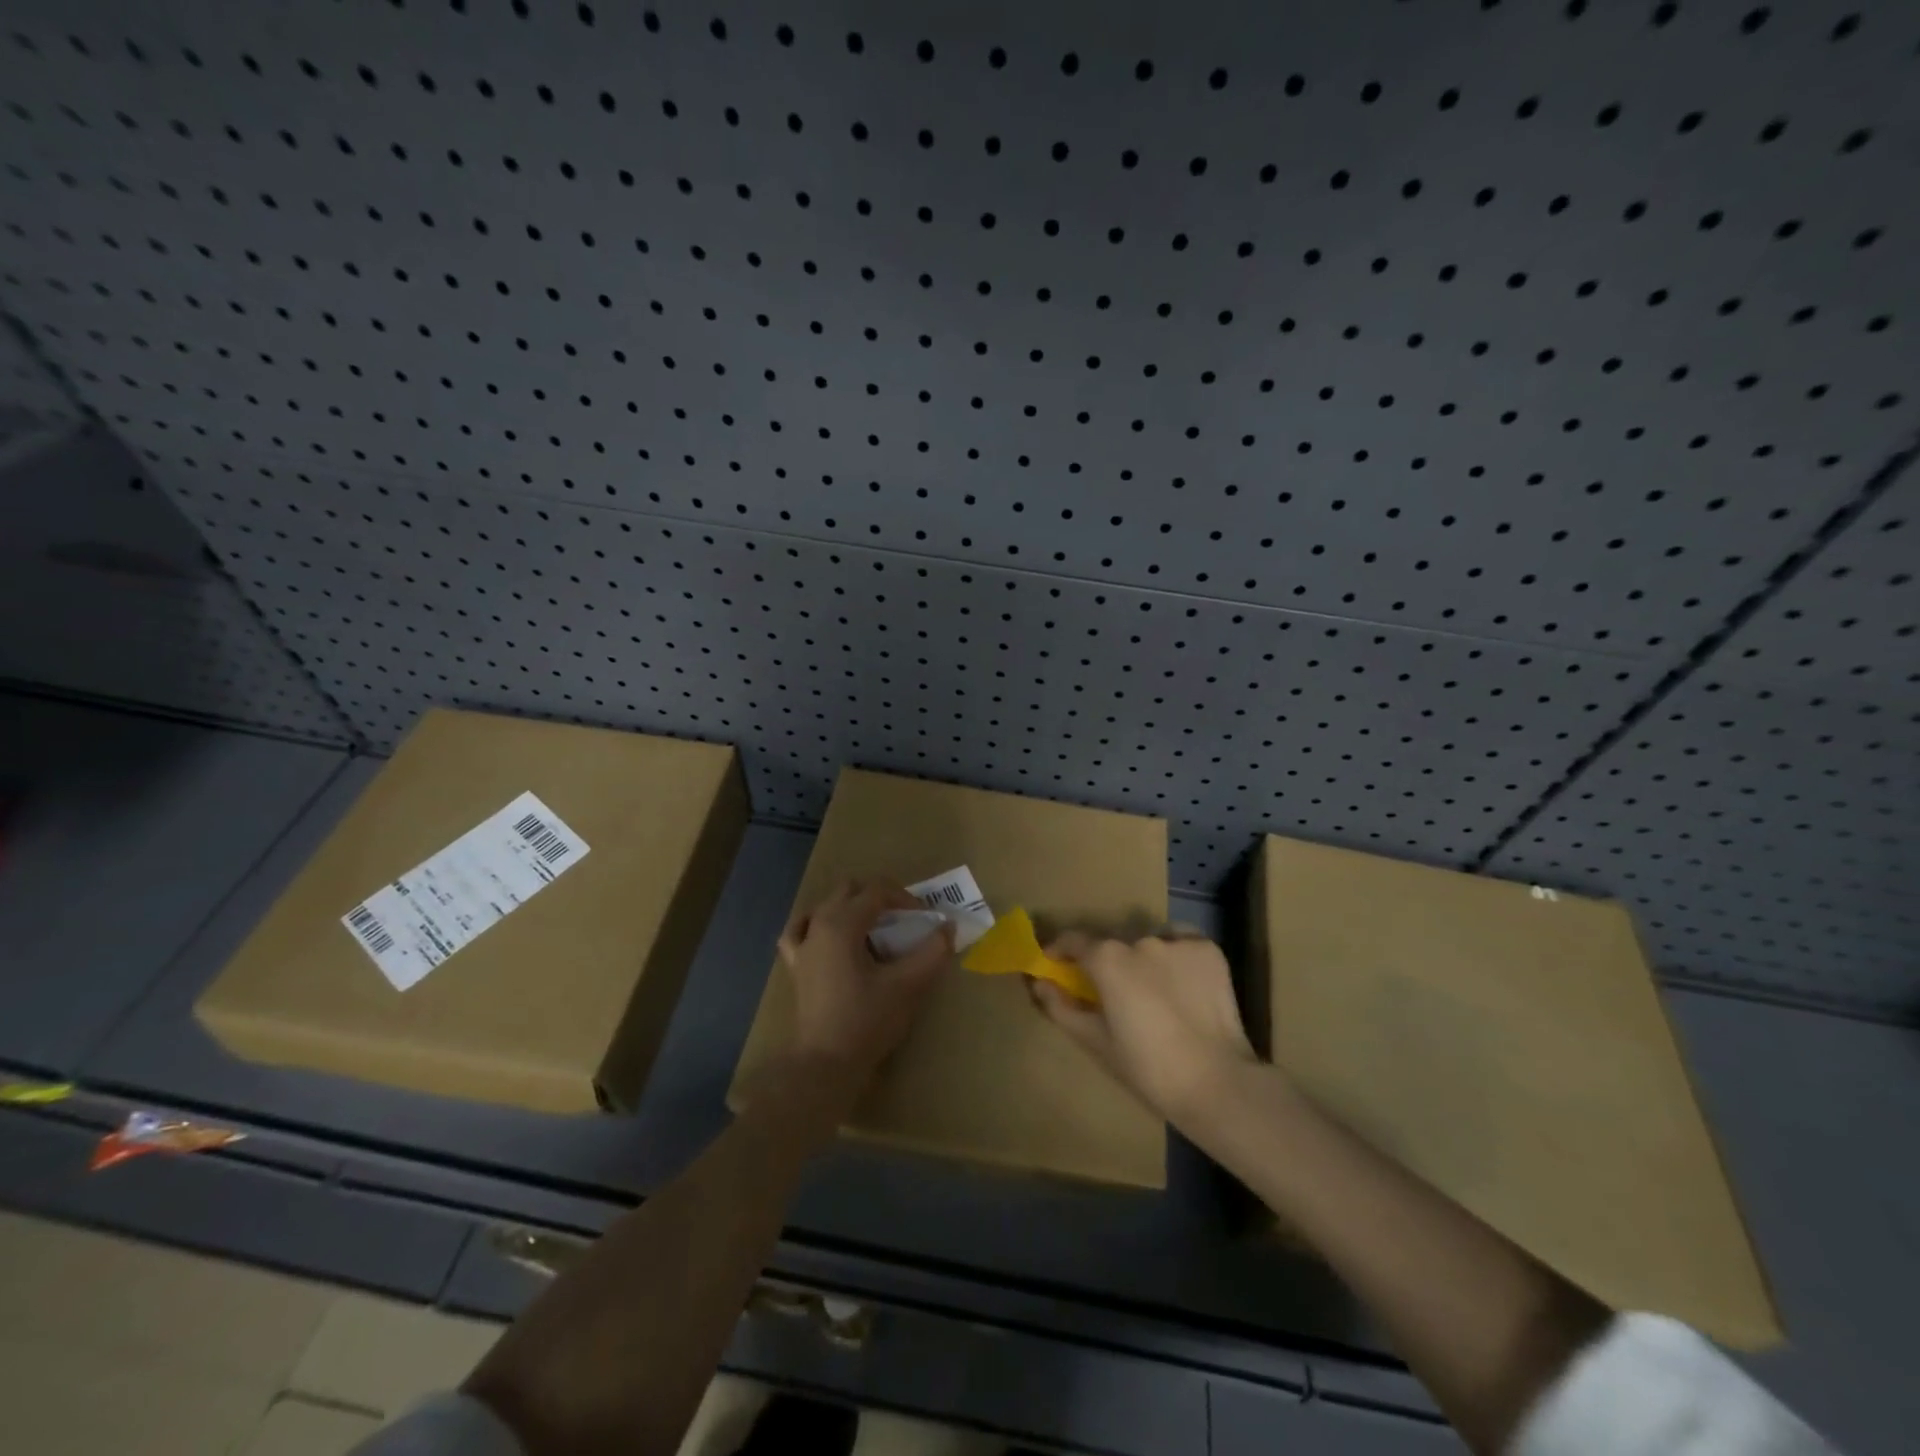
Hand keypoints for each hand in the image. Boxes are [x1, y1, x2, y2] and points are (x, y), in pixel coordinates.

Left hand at [779, 879, 953, 1084]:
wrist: (826, 1063)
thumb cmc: (867, 1020)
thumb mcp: (908, 985)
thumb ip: (932, 952)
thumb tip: (948, 927)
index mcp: (842, 923)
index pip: (877, 891)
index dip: (905, 898)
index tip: (925, 917)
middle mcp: (818, 925)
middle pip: (850, 890)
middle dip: (880, 898)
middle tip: (905, 920)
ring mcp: (802, 944)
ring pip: (826, 906)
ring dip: (852, 908)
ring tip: (874, 929)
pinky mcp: (796, 965)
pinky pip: (800, 930)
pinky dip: (817, 924)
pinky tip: (828, 934)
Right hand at [1031, 932, 1257, 1122]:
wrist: (1217, 1083)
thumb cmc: (1148, 1068)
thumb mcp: (1096, 1042)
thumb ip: (1061, 1008)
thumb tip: (1039, 983)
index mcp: (1107, 959)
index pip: (1073, 940)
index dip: (1060, 951)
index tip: (1056, 965)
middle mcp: (1139, 939)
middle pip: (1114, 944)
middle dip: (1107, 963)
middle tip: (1113, 995)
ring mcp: (1177, 942)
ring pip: (1149, 944)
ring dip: (1143, 961)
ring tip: (1154, 995)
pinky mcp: (1208, 950)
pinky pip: (1182, 945)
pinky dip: (1176, 959)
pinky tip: (1183, 987)